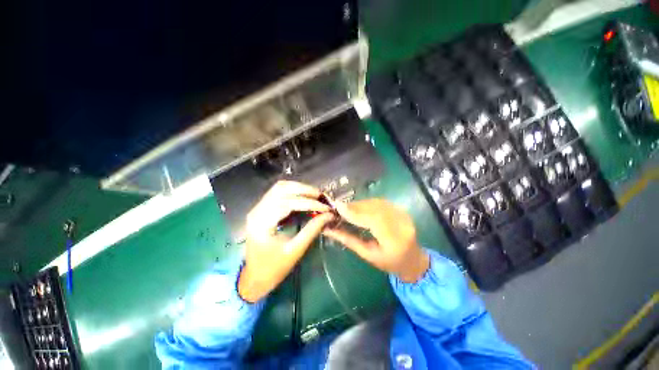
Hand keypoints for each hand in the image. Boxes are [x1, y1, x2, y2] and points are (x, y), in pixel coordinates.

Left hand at [238, 181, 335, 302]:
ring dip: (299, 188)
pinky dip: (293, 191)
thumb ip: (312, 230)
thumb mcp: (295, 251)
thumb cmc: (274, 268)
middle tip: (322, 196)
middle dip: (305, 190)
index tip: (325, 207)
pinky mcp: (261, 209)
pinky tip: (304, 197)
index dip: (309, 203)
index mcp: (262, 223)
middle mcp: (257, 211)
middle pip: (282, 189)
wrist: (254, 277)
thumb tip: (328, 215)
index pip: (288, 203)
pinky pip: (278, 192)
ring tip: (315, 195)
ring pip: (280, 187)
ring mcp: (258, 208)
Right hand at [323, 199, 428, 282]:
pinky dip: (368, 203)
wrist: (414, 261)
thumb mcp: (367, 255)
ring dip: (360, 204)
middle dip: (354, 207)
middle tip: (339, 207)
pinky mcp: (402, 210)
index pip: (372, 220)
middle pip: (374, 208)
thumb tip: (328, 229)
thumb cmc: (389, 263)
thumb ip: (348, 240)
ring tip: (347, 208)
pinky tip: (360, 207)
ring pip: (377, 202)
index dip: (354, 212)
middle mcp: (402, 223)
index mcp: (395, 240)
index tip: (338, 207)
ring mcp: (404, 214)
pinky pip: (381, 202)